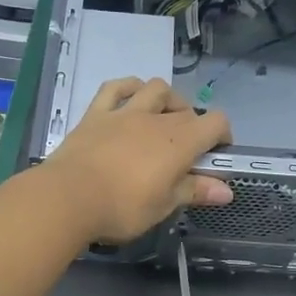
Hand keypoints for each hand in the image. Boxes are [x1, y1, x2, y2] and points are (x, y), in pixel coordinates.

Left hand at [41, 78, 233, 243]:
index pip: (215, 122)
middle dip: (194, 125)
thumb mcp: (164, 206)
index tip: (216, 155)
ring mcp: (124, 112)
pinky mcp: (96, 114)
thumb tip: (227, 191)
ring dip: (166, 99)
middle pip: (187, 110)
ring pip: (155, 88)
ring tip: (163, 117)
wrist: (68, 198)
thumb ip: (195, 191)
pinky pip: (115, 88)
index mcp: (180, 142)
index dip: (222, 135)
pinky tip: (132, 95)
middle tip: (186, 150)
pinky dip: (128, 87)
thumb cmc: (123, 208)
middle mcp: (156, 119)